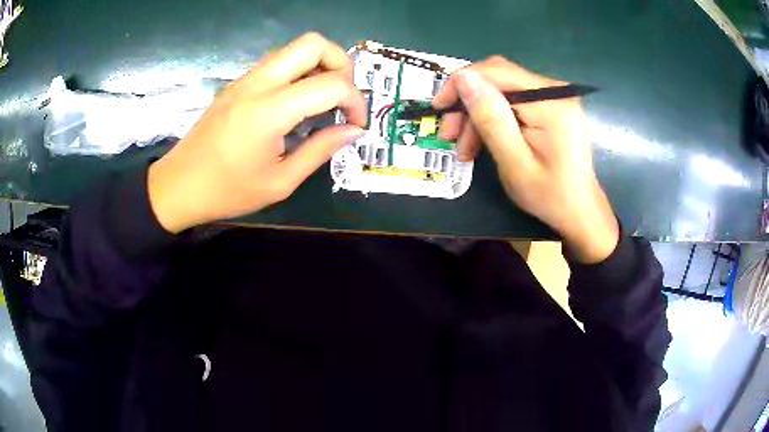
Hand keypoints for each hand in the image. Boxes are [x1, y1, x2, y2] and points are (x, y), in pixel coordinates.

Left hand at [148, 33, 366, 233]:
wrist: (178, 186)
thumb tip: (353, 131)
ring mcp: (245, 79)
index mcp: (270, 110)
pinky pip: (278, 62)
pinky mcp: (238, 83)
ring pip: (294, 48)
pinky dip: (299, 72)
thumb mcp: (279, 182)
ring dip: (319, 65)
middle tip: (344, 96)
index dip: (356, 101)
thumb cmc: (227, 191)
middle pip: (313, 43)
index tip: (356, 125)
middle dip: (341, 63)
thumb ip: (320, 150)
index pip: (331, 84)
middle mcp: (259, 83)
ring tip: (324, 100)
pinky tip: (297, 103)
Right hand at [433, 57, 617, 262]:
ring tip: (465, 149)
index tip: (439, 108)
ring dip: (478, 115)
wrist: (580, 211)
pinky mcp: (551, 105)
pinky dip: (494, 118)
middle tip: (450, 135)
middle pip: (498, 78)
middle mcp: (555, 90)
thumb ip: (491, 118)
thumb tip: (464, 78)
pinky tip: (483, 141)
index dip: (460, 83)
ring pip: (502, 90)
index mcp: (550, 102)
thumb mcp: (514, 163)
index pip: (496, 71)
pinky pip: (513, 101)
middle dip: (468, 103)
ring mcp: (554, 96)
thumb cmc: (550, 195)